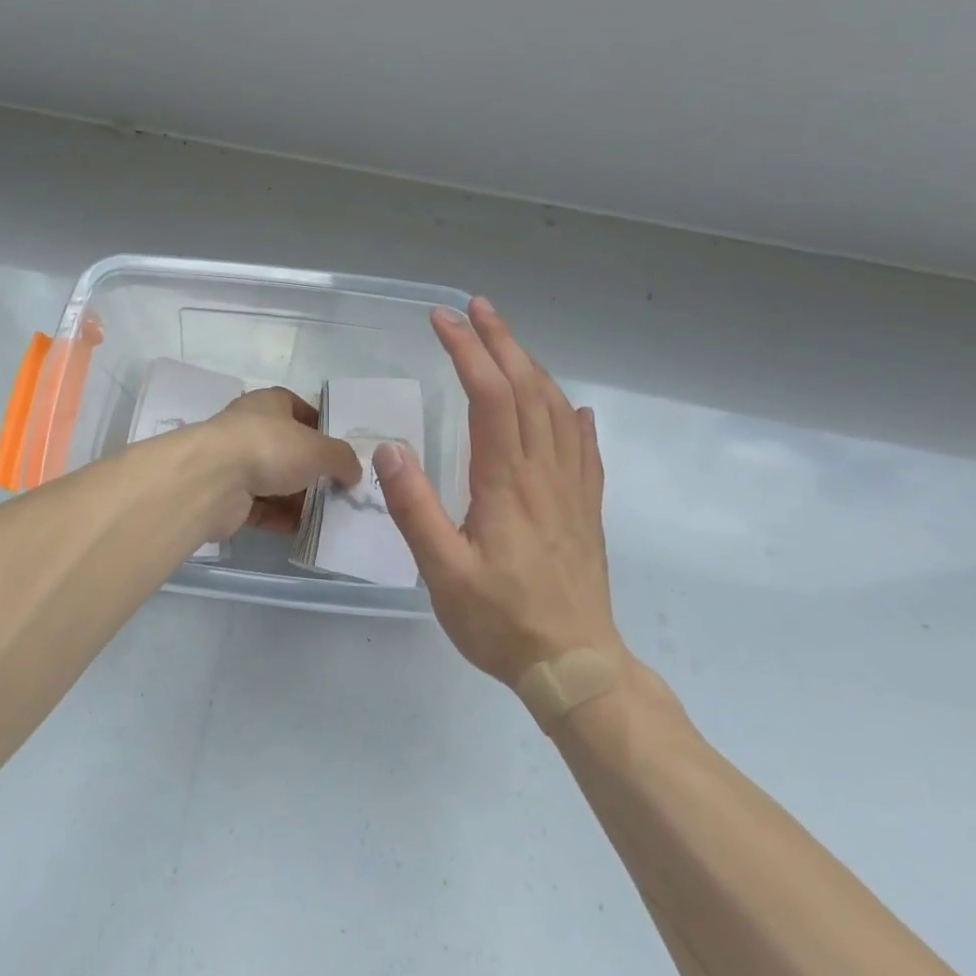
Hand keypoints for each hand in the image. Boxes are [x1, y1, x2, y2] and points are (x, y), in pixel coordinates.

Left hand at [196, 387, 360, 537]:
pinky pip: (260, 508)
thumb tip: (353, 471)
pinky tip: (304, 530)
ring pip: (274, 480)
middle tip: (340, 489)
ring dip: (297, 498)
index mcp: (269, 403)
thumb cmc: (270, 447)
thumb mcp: (320, 449)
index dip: (321, 427)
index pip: (299, 409)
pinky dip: (280, 518)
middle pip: (288, 448)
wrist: (214, 480)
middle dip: (312, 469)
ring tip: (328, 515)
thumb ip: (342, 458)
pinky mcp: (227, 496)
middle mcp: (250, 428)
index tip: (341, 450)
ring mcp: (235, 462)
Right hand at [374, 298, 626, 685]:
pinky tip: (572, 408)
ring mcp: (572, 488)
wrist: (576, 667)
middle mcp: (544, 472)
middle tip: (475, 308)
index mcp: (507, 481)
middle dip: (500, 341)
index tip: (442, 320)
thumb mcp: (443, 572)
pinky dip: (573, 416)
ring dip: (532, 366)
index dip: (467, 351)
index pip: (490, 396)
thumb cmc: (501, 620)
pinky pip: (584, 447)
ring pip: (557, 409)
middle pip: (528, 388)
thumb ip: (415, 508)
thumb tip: (390, 448)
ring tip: (507, 342)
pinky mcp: (586, 507)